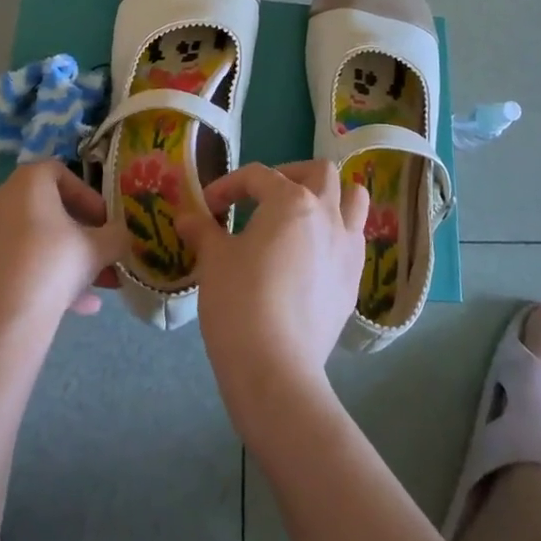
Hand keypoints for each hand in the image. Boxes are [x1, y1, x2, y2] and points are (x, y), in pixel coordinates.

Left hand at [0, 162, 127, 327]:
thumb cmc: (51, 267)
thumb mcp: (98, 249)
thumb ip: (116, 237)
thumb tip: (121, 236)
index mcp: (27, 183)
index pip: (61, 173)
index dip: (88, 196)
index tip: (104, 222)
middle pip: (46, 210)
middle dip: (79, 233)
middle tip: (100, 254)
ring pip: (32, 241)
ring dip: (63, 259)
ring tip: (93, 289)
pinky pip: (15, 264)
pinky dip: (41, 277)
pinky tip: (71, 308)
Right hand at [176, 161, 367, 417]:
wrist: (275, 367)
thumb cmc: (239, 301)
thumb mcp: (214, 260)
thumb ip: (203, 231)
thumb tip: (187, 218)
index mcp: (291, 201)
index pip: (258, 176)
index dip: (228, 186)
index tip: (208, 208)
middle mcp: (328, 214)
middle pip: (321, 173)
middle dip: (291, 175)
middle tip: (264, 198)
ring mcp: (347, 248)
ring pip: (354, 200)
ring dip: (331, 198)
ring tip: (303, 217)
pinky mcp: (354, 281)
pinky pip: (353, 241)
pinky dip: (336, 235)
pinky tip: (311, 257)